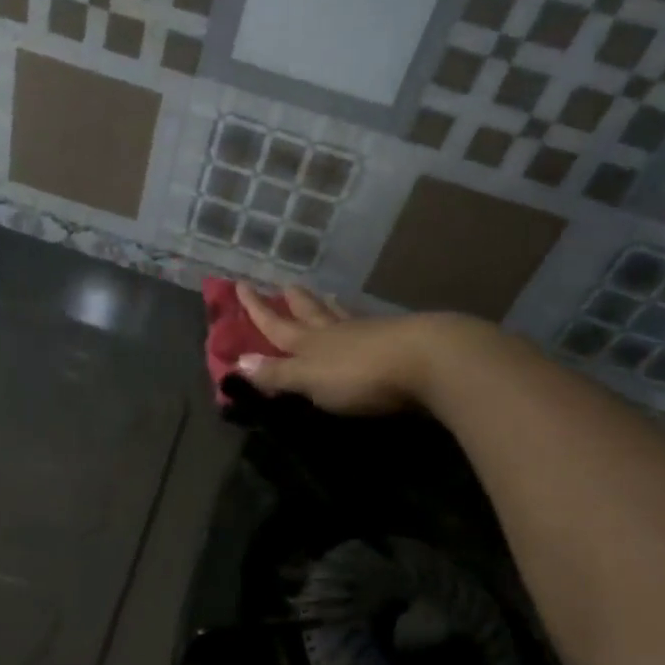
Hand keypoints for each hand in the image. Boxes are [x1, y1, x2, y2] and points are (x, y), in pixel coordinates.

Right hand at [235, 285, 477, 416]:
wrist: (427, 360)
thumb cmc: (360, 374)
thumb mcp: (310, 379)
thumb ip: (277, 374)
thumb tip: (237, 362)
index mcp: (309, 343)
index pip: (275, 324)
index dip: (256, 309)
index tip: (240, 284)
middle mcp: (335, 332)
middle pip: (309, 313)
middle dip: (294, 302)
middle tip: (285, 286)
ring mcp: (368, 333)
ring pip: (340, 315)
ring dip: (327, 306)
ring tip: (324, 295)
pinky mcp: (397, 340)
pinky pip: (368, 325)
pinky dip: (359, 320)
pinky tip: (365, 321)